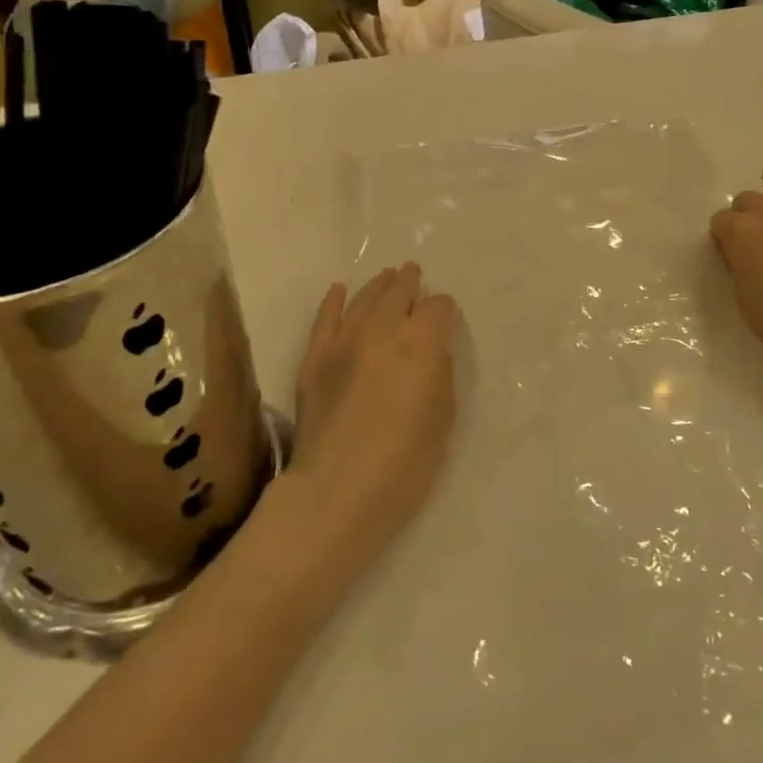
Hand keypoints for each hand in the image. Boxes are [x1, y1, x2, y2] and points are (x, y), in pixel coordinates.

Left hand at [274, 264, 462, 575]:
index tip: (447, 318)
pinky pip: (325, 319)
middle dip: (410, 282)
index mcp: (422, 341)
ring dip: (378, 285)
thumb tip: (433, 350)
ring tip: (387, 277)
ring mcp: (344, 340)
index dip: (446, 310)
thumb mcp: (444, 415)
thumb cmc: (407, 461)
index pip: (439, 308)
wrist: (340, 488)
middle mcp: (383, 329)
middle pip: (399, 292)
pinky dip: (333, 301)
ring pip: (364, 298)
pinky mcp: (314, 358)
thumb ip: (440, 372)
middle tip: (414, 274)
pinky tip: (339, 290)